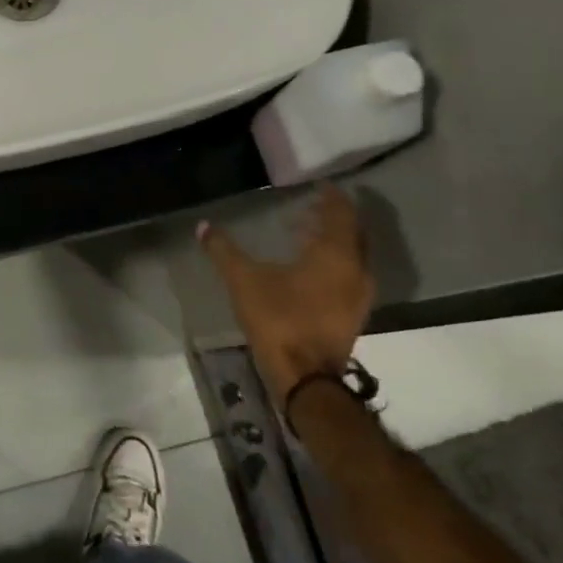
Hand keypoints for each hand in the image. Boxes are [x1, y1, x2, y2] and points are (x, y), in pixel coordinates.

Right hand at [198, 184, 373, 399]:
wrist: (305, 377)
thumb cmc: (279, 319)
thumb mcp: (244, 280)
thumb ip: (224, 251)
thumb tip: (203, 226)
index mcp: (336, 254)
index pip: (342, 213)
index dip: (331, 197)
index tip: (319, 185)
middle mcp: (356, 270)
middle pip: (352, 233)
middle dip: (332, 217)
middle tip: (308, 207)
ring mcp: (360, 296)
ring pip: (352, 256)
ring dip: (333, 241)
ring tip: (304, 235)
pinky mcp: (353, 315)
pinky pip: (349, 275)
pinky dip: (333, 263)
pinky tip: (308, 269)